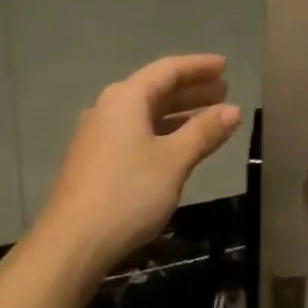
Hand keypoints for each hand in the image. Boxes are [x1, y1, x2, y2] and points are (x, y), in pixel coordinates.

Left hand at [32, 54, 241, 279]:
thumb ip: (204, 132)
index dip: (199, 66)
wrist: (73, 241)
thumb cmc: (128, 192)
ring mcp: (99, 135)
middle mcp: (109, 108)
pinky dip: (163, 132)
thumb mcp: (174, 160)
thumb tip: (233, 110)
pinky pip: (136, 133)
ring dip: (179, 113)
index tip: (225, 66)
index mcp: (126, 98)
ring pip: (146, 114)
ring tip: (210, 117)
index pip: (168, 70)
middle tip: (224, 91)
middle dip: (191, 90)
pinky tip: (180, 146)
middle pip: (155, 89)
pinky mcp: (96, 160)